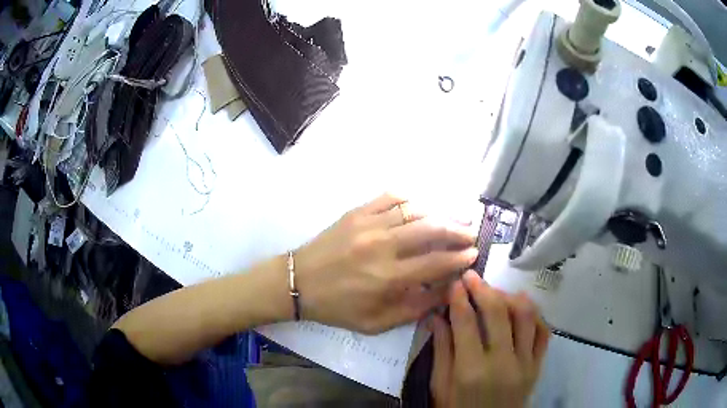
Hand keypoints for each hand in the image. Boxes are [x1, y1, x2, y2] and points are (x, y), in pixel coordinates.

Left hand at [294, 193, 477, 333]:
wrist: (298, 283)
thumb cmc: (337, 307)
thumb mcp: (376, 322)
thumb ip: (413, 309)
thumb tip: (444, 291)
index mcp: (387, 277)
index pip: (435, 263)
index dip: (459, 258)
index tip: (474, 254)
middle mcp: (382, 246)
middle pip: (431, 230)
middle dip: (457, 230)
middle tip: (471, 232)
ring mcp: (368, 224)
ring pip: (414, 210)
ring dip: (440, 212)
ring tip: (456, 215)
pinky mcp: (356, 212)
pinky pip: (390, 197)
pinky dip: (410, 198)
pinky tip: (421, 204)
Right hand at [429, 271, 549, 407]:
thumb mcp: (440, 386)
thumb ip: (441, 351)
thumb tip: (436, 317)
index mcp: (471, 370)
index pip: (466, 322)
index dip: (459, 298)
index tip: (455, 283)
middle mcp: (502, 362)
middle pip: (498, 312)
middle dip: (483, 288)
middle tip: (472, 277)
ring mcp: (525, 363)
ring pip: (525, 316)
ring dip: (511, 296)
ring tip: (497, 292)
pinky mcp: (538, 366)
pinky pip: (543, 332)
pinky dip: (535, 315)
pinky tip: (522, 308)